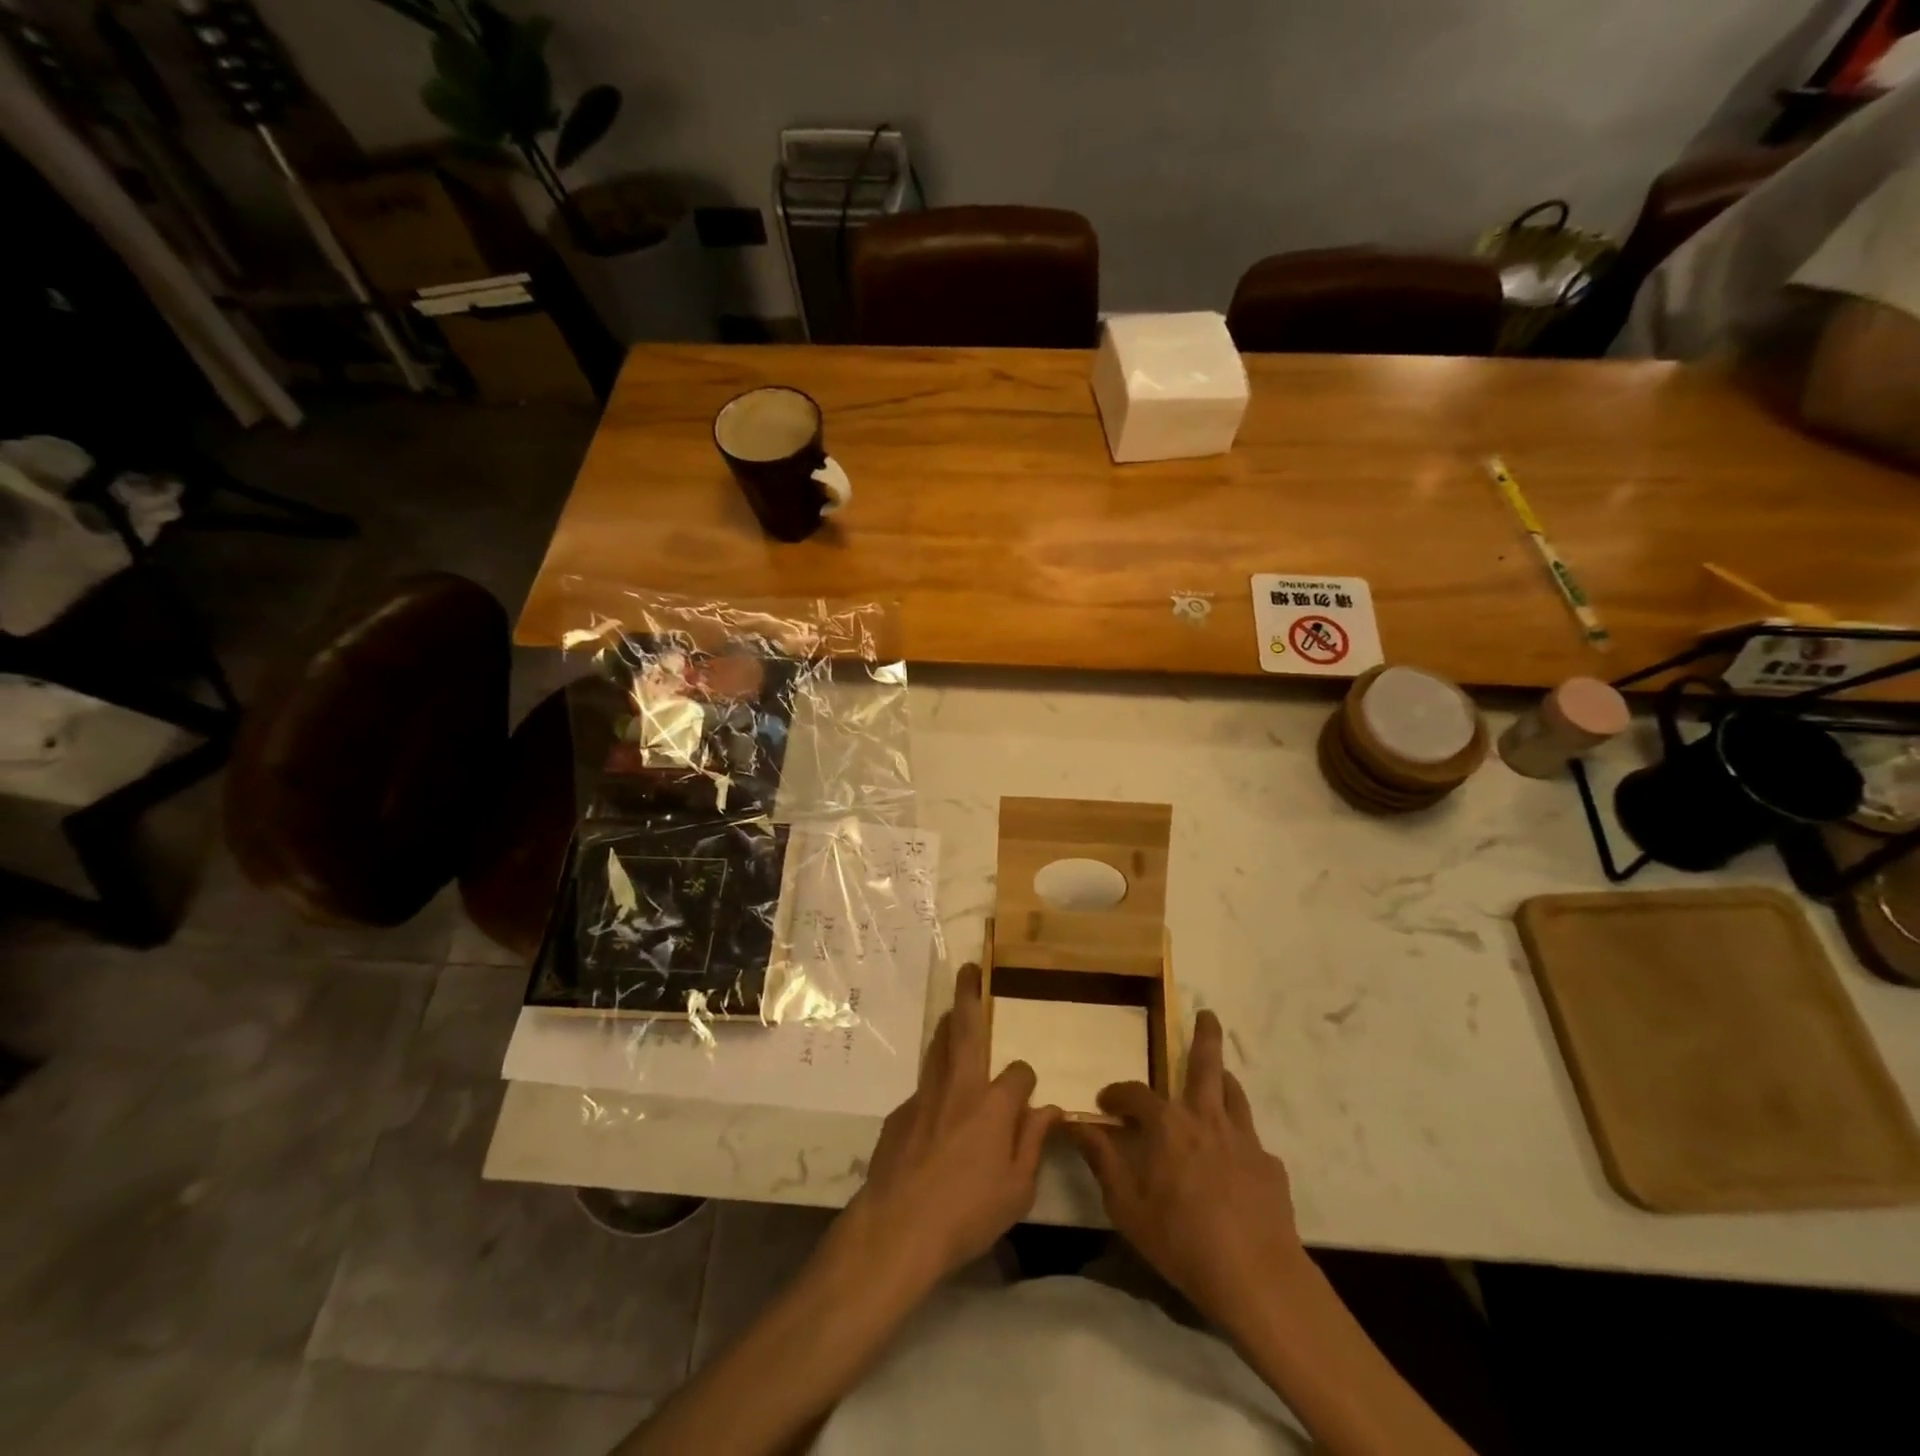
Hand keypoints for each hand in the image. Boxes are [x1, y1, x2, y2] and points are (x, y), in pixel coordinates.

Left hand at [844, 964, 1060, 1287]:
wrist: (898, 1227)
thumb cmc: (967, 1213)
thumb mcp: (1017, 1190)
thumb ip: (1033, 1143)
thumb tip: (1050, 1109)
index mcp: (994, 1105)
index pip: (1020, 1073)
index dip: (1026, 1080)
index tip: (1028, 1094)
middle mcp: (960, 1087)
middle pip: (966, 1030)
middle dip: (969, 996)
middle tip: (969, 970)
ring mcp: (925, 1096)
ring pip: (937, 1047)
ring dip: (946, 1024)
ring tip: (951, 1008)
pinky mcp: (900, 1112)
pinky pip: (922, 1087)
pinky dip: (933, 1083)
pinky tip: (935, 1106)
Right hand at [1069, 1009, 1306, 1329]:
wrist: (1257, 1276)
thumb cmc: (1181, 1239)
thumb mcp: (1127, 1206)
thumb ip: (1103, 1161)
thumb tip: (1076, 1126)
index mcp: (1167, 1124)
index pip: (1135, 1093)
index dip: (1117, 1093)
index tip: (1105, 1101)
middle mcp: (1206, 1118)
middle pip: (1206, 1065)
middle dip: (1205, 1036)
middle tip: (1207, 1013)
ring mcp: (1244, 1139)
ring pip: (1234, 1094)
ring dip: (1224, 1078)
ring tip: (1220, 1074)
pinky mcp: (1270, 1166)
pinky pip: (1252, 1139)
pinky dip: (1240, 1137)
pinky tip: (1238, 1157)